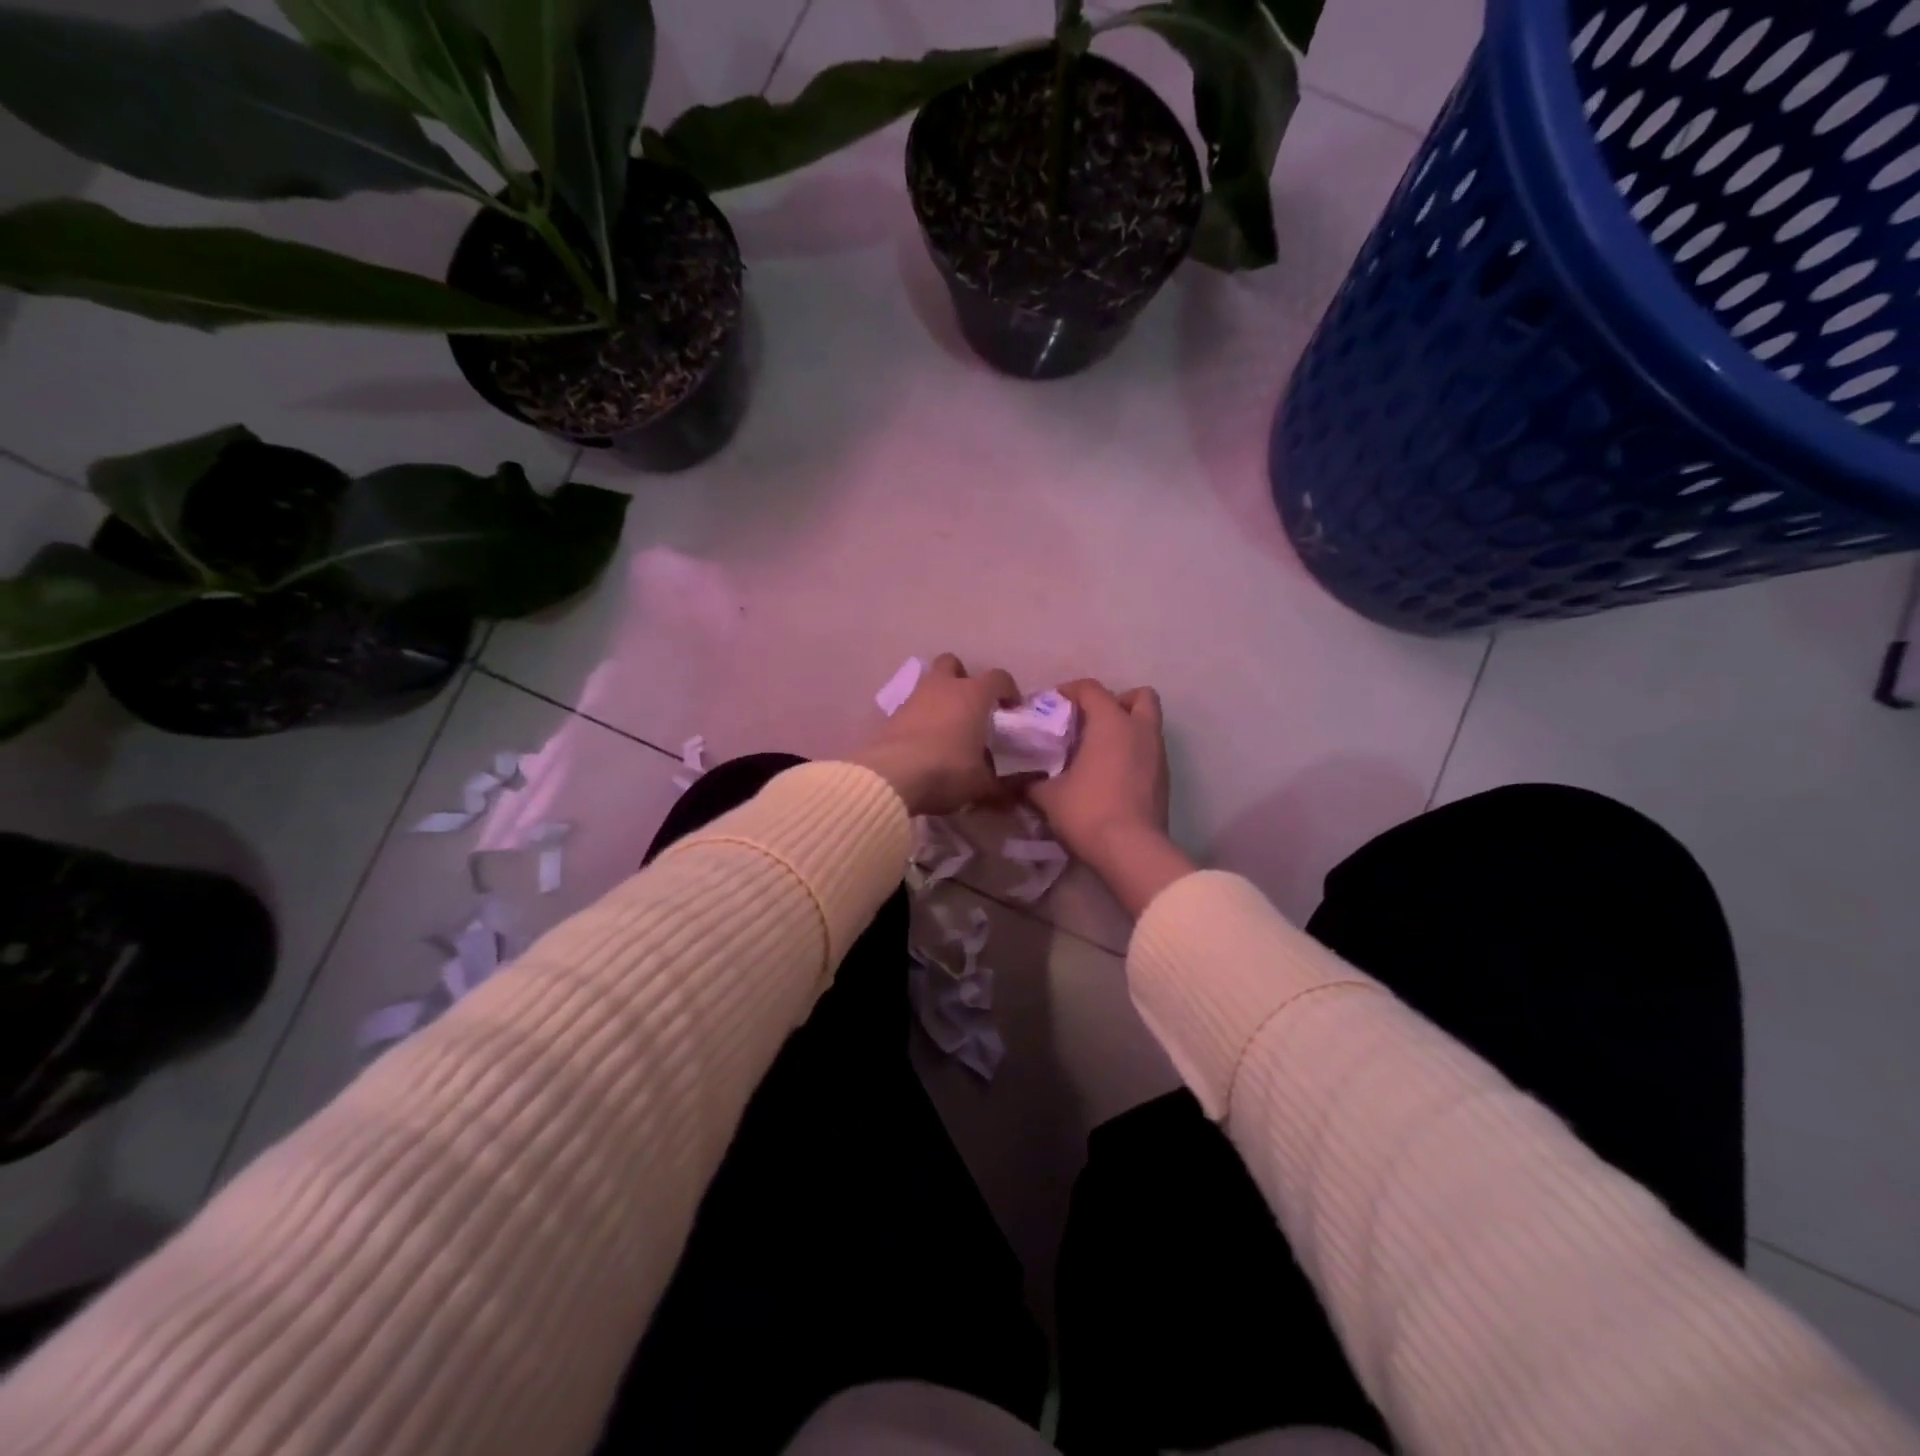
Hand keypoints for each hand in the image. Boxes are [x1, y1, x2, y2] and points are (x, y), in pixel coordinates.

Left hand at [849, 653, 1019, 817]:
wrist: (892, 776)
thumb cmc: (946, 770)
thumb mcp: (980, 784)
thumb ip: (998, 783)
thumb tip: (1007, 790)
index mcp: (973, 695)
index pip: (998, 678)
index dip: (1008, 690)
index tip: (1011, 709)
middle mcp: (943, 687)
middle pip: (953, 664)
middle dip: (962, 678)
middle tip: (971, 706)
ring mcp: (913, 698)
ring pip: (928, 684)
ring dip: (939, 698)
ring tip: (946, 727)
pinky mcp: (891, 715)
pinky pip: (912, 708)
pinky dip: (920, 718)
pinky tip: (924, 742)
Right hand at [1028, 679, 1193, 916]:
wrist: (1132, 851)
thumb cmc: (1088, 811)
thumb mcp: (1048, 795)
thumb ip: (1031, 780)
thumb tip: (1016, 778)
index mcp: (1111, 722)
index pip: (1091, 688)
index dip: (1069, 691)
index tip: (1051, 706)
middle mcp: (1140, 730)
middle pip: (1138, 696)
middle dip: (1115, 702)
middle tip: (1090, 721)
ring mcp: (1158, 754)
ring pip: (1147, 724)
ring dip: (1126, 728)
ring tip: (1097, 750)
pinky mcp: (1164, 779)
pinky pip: (1149, 751)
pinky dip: (1133, 753)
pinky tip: (1111, 775)